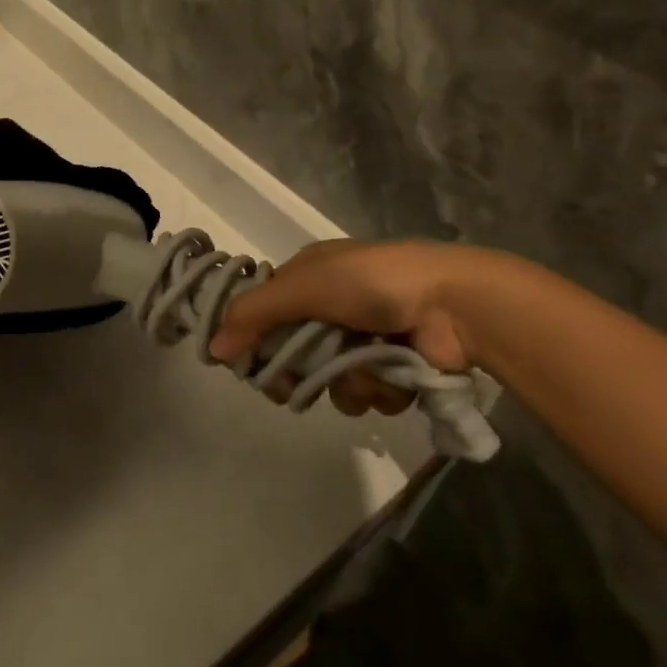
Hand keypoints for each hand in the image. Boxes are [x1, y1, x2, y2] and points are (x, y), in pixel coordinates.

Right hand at [210, 240, 487, 416]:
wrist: (455, 304)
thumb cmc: (371, 283)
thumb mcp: (302, 287)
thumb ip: (253, 315)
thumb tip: (212, 349)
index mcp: (310, 274)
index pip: (266, 310)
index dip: (255, 339)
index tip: (251, 366)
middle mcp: (335, 303)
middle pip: (296, 352)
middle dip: (299, 373)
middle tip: (295, 389)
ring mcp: (367, 336)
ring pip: (333, 379)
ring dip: (346, 384)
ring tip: (366, 372)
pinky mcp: (397, 365)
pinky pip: (370, 393)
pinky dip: (379, 390)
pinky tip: (393, 376)